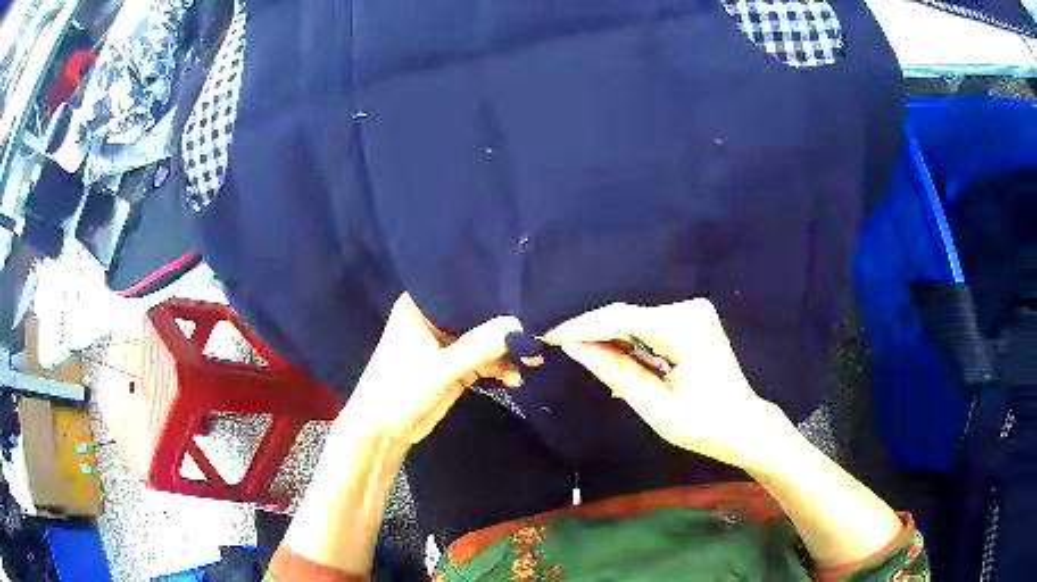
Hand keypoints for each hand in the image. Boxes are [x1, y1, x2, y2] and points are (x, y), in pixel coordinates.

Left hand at [341, 293, 522, 447]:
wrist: (384, 431)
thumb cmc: (399, 390)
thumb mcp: (441, 369)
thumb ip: (480, 347)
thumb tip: (521, 324)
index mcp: (422, 305)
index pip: (463, 287)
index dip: (493, 289)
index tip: (527, 289)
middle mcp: (436, 318)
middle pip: (479, 313)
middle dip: (507, 324)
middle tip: (540, 330)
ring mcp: (447, 343)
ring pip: (485, 337)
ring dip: (507, 350)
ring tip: (533, 360)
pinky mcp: (456, 365)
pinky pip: (485, 359)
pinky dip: (500, 367)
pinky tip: (515, 379)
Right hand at [544, 298, 787, 470]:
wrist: (744, 426)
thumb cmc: (704, 425)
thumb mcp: (655, 406)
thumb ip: (616, 371)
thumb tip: (574, 347)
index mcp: (686, 327)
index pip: (623, 318)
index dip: (583, 326)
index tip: (550, 336)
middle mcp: (690, 309)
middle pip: (629, 315)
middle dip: (593, 332)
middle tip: (558, 347)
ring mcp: (693, 312)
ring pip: (636, 320)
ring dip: (609, 337)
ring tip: (578, 351)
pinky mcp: (692, 321)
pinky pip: (649, 326)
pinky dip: (628, 341)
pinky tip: (609, 353)